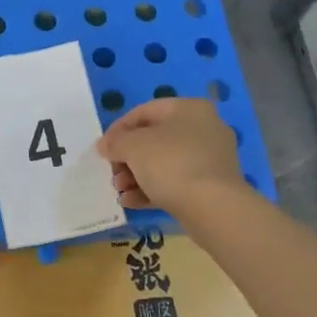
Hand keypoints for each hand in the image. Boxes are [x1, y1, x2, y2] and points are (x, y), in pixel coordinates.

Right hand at [96, 98, 246, 214]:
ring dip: (136, 176)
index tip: (103, 149)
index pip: (144, 112)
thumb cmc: (171, 164)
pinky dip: (153, 189)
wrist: (214, 208)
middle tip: (113, 174)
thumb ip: (115, 142)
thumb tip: (106, 146)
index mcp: (189, 109)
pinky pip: (176, 182)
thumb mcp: (133, 146)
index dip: (118, 129)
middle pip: (154, 139)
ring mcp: (210, 158)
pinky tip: (131, 202)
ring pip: (164, 163)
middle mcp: (204, 128)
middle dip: (127, 158)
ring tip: (120, 191)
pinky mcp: (212, 185)